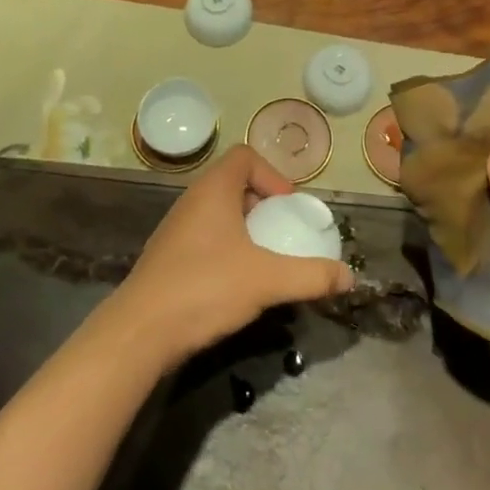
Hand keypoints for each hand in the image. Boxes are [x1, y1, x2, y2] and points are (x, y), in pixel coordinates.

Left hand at [109, 145, 353, 366]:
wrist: (140, 333)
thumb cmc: (205, 288)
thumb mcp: (267, 280)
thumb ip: (311, 276)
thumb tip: (349, 277)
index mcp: (213, 190)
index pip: (245, 156)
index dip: (272, 175)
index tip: (288, 208)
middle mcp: (192, 201)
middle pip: (233, 184)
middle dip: (263, 205)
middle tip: (281, 233)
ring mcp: (175, 230)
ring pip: (218, 214)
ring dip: (245, 230)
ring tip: (264, 260)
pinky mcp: (167, 258)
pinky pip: (204, 238)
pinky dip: (226, 250)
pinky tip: (236, 284)